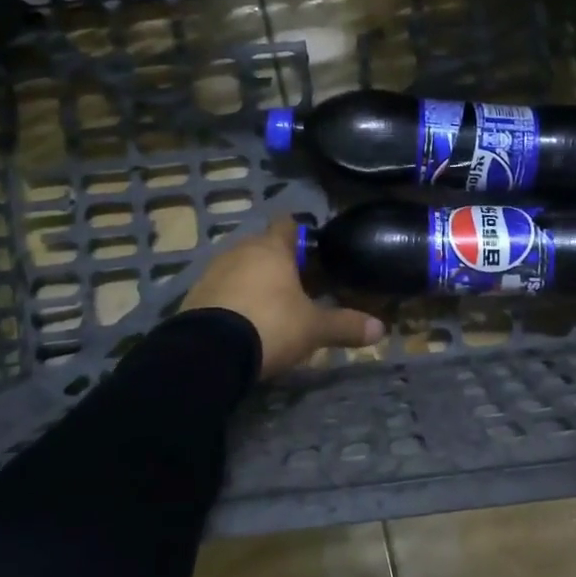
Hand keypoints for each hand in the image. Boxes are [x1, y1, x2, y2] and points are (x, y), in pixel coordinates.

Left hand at [181, 218, 384, 378]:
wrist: (209, 352)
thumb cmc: (270, 325)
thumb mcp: (314, 329)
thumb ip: (345, 325)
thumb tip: (381, 329)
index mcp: (272, 249)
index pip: (287, 224)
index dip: (300, 234)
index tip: (311, 250)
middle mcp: (240, 251)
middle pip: (262, 246)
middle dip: (277, 261)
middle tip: (297, 285)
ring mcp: (213, 271)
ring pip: (239, 266)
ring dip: (252, 280)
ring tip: (270, 305)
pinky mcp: (194, 295)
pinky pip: (221, 289)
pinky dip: (232, 298)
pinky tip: (242, 320)